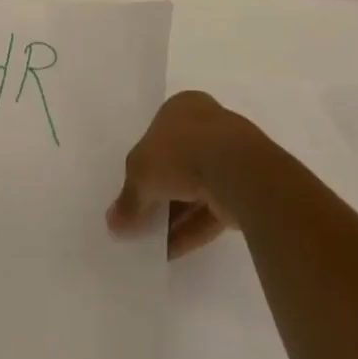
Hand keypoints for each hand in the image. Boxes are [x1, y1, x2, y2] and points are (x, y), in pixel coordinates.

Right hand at [107, 91, 258, 257]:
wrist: (237, 170)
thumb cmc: (181, 152)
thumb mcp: (141, 172)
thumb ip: (128, 198)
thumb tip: (113, 223)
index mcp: (183, 106)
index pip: (157, 134)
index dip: (143, 162)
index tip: (132, 188)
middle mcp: (207, 125)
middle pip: (176, 162)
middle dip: (160, 192)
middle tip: (141, 219)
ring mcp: (229, 156)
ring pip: (195, 188)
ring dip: (175, 215)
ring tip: (153, 243)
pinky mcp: (244, 189)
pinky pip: (212, 210)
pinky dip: (192, 229)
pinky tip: (173, 252)